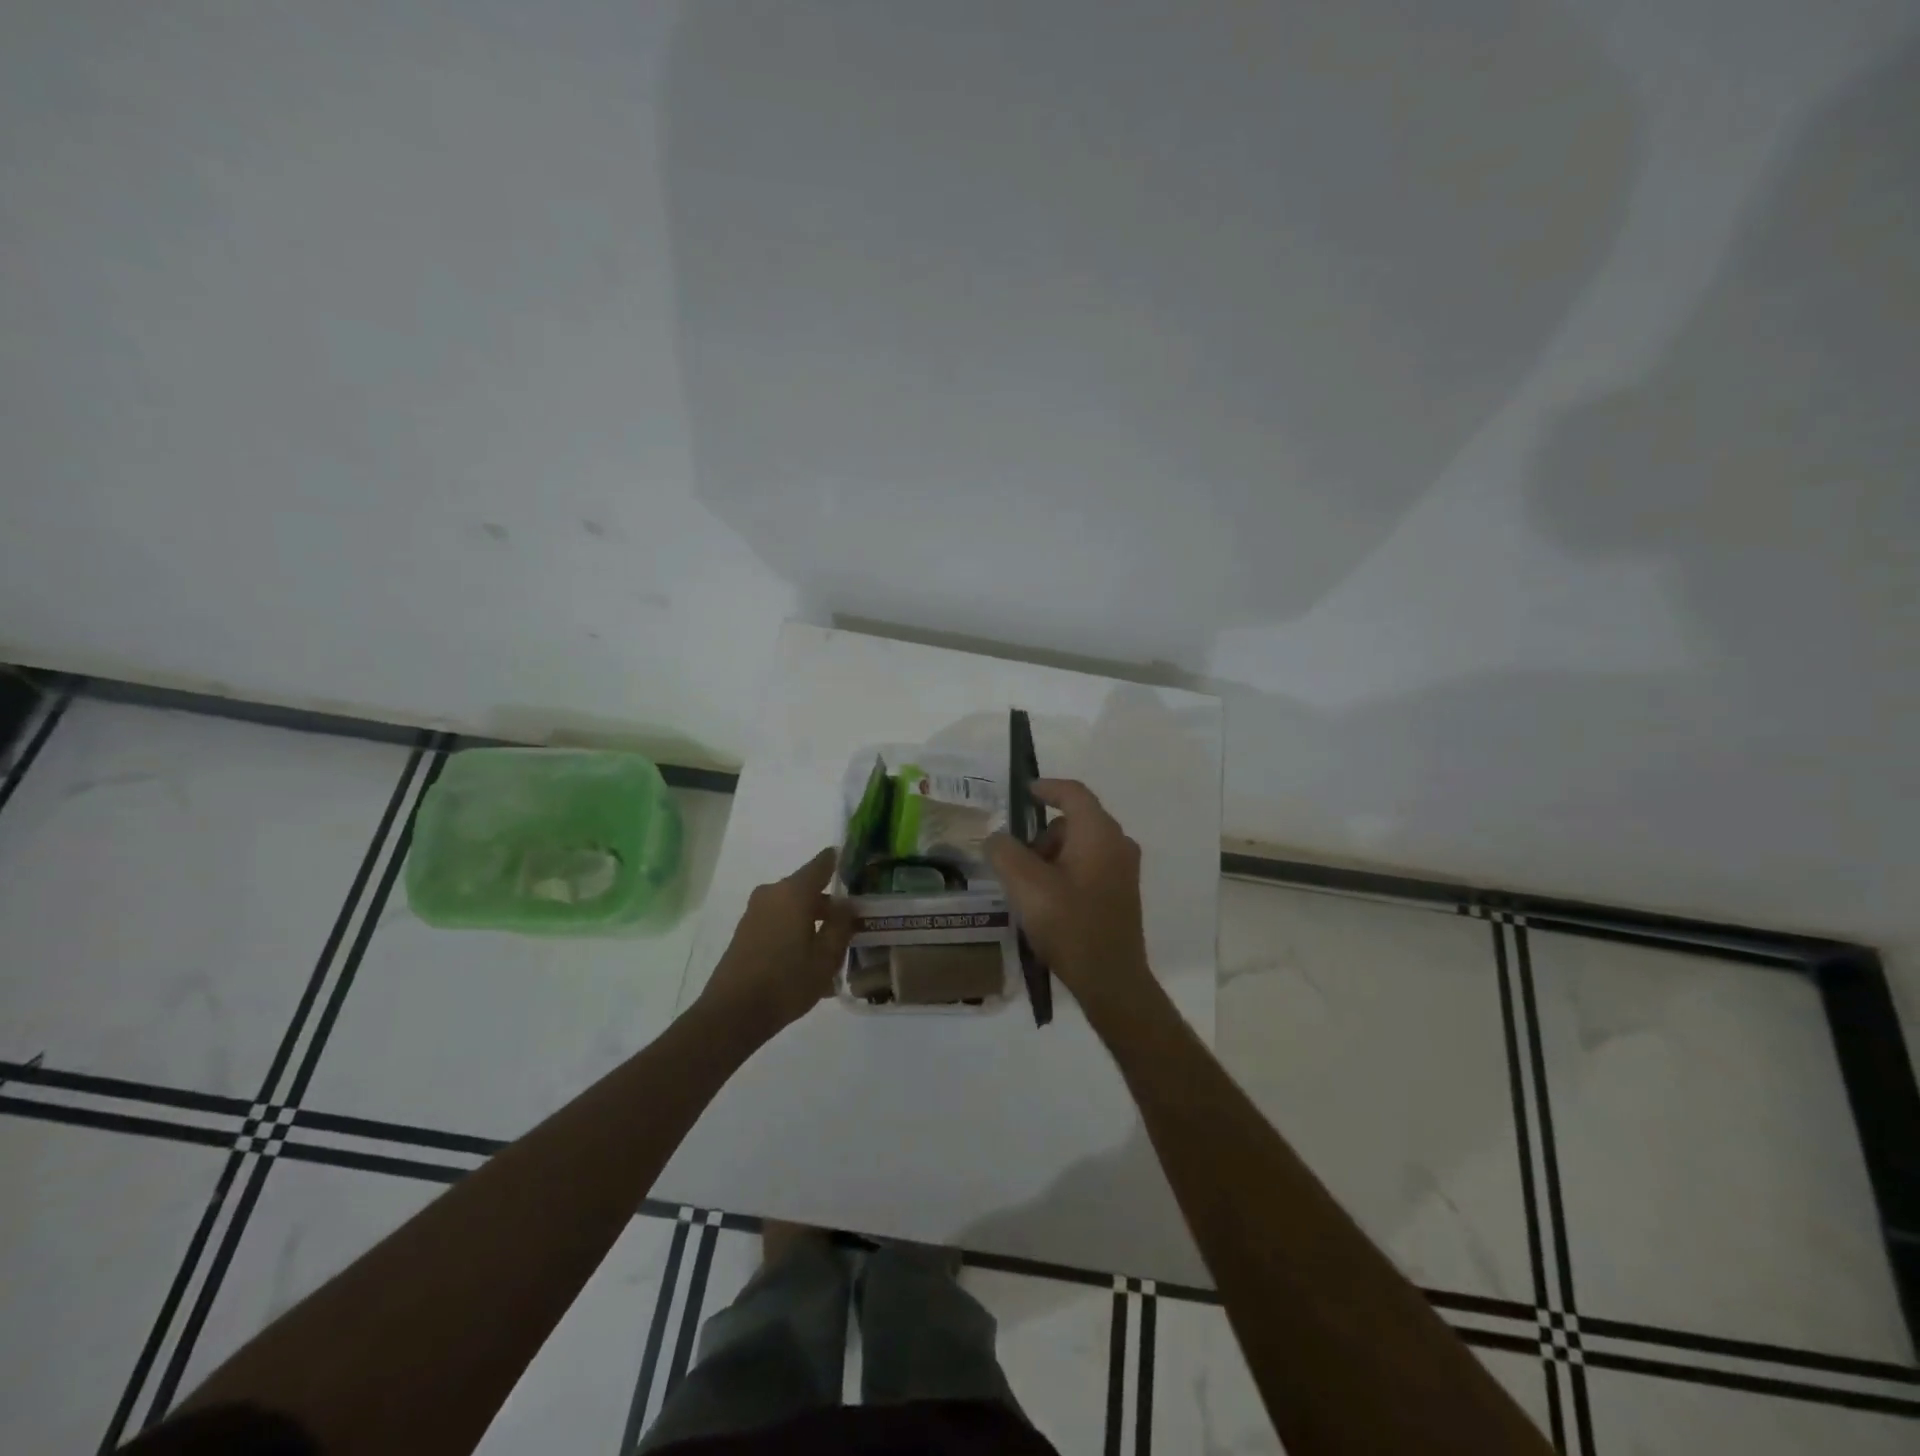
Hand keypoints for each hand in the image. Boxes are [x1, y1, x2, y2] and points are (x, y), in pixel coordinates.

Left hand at [697, 847, 854, 1045]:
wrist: (732, 1014)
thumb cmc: (786, 982)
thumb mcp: (826, 957)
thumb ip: (841, 925)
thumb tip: (847, 904)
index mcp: (794, 892)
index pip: (822, 863)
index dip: (840, 862)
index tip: (857, 867)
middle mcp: (773, 894)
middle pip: (808, 890)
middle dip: (830, 906)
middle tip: (852, 926)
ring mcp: (755, 913)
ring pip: (793, 910)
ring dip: (813, 925)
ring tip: (831, 956)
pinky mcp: (746, 933)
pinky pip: (779, 924)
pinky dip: (796, 936)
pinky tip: (808, 966)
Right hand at [985, 779, 1155, 1017]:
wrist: (1111, 980)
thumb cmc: (1070, 925)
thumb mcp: (1026, 886)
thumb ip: (1004, 852)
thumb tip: (997, 838)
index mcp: (1099, 833)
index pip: (1073, 793)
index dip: (1047, 788)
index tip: (1024, 792)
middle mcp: (1118, 843)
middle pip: (1074, 822)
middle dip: (1042, 835)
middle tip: (1016, 861)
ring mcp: (1123, 870)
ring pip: (1080, 846)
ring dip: (1052, 856)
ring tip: (1029, 888)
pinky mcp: (1121, 893)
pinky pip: (1089, 865)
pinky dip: (1065, 871)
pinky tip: (1048, 902)